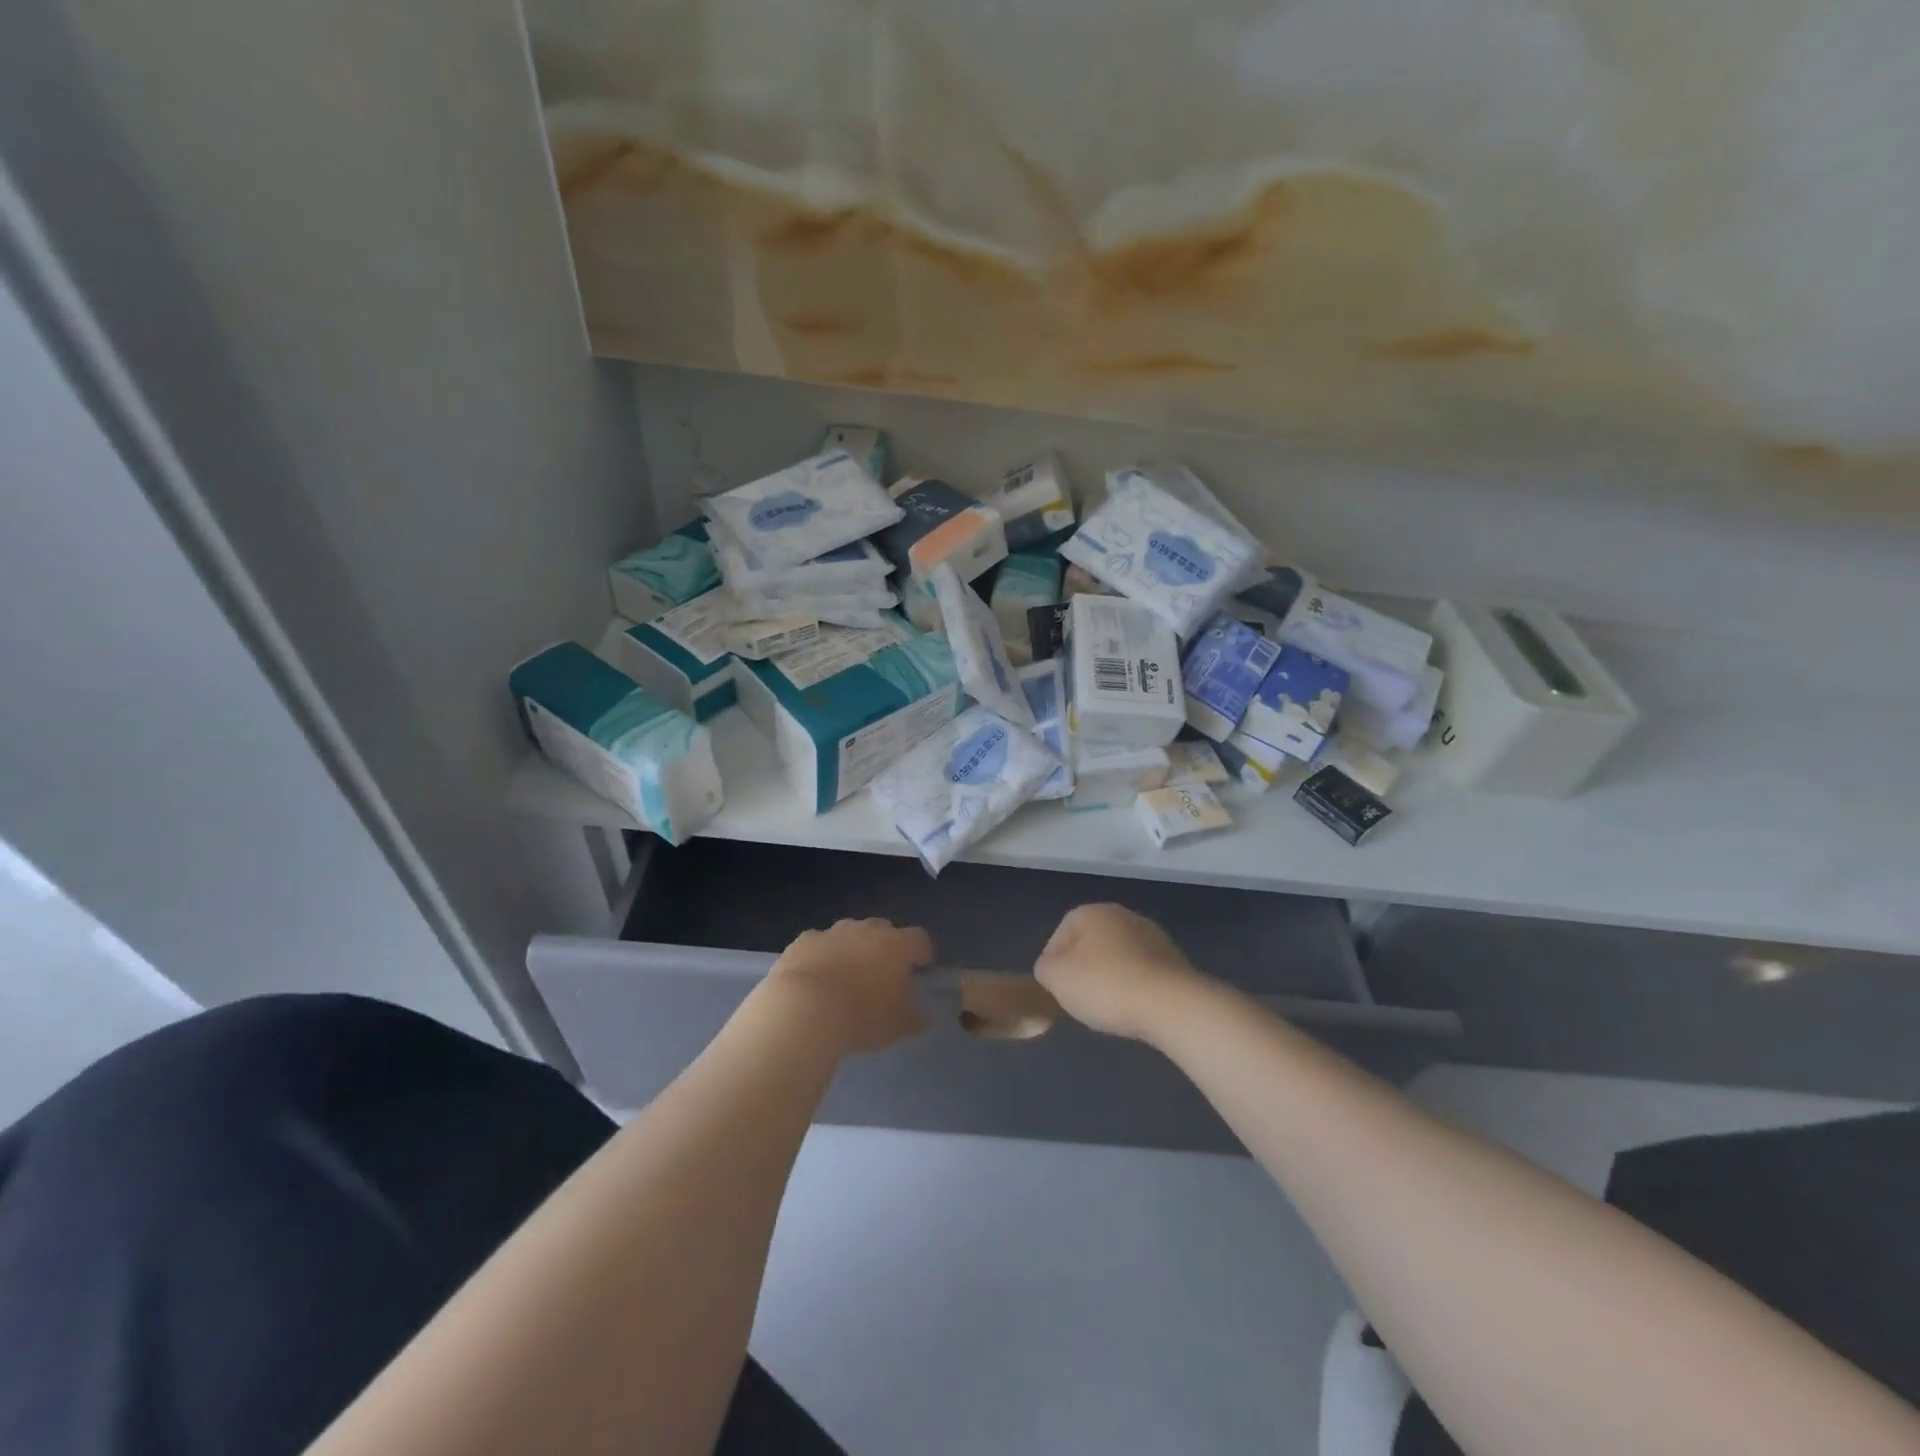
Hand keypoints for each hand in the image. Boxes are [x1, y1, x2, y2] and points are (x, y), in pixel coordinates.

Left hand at [766, 918, 932, 1053]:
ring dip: (852, 948)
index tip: (921, 966)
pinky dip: (822, 955)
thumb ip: (914, 1018)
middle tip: (882, 971)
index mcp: (896, 945)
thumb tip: (922, 1016)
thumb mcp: (898, 1026)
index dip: (922, 951)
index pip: (919, 938)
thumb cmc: (861, 1016)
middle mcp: (867, 930)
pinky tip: (816, 977)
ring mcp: (833, 932)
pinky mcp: (804, 941)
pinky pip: (819, 944)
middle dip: (885, 946)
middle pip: (883, 929)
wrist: (804, 1009)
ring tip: (847, 974)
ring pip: (849, 933)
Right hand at [1034, 903, 1204, 1042]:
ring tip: (1107, 1007)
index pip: (1060, 935)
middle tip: (1079, 999)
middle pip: (1090, 944)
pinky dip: (1133, 986)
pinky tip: (1133, 1007)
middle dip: (1083, 969)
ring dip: (1109, 978)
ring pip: (1117, 957)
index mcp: (1092, 912)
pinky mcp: (1173, 958)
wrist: (1171, 1004)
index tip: (1056, 991)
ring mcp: (1152, 934)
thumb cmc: (1106, 985)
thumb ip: (1044, 968)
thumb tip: (1051, 967)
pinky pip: (1141, 971)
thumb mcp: (1056, 978)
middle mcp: (1122, 914)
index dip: (1053, 964)